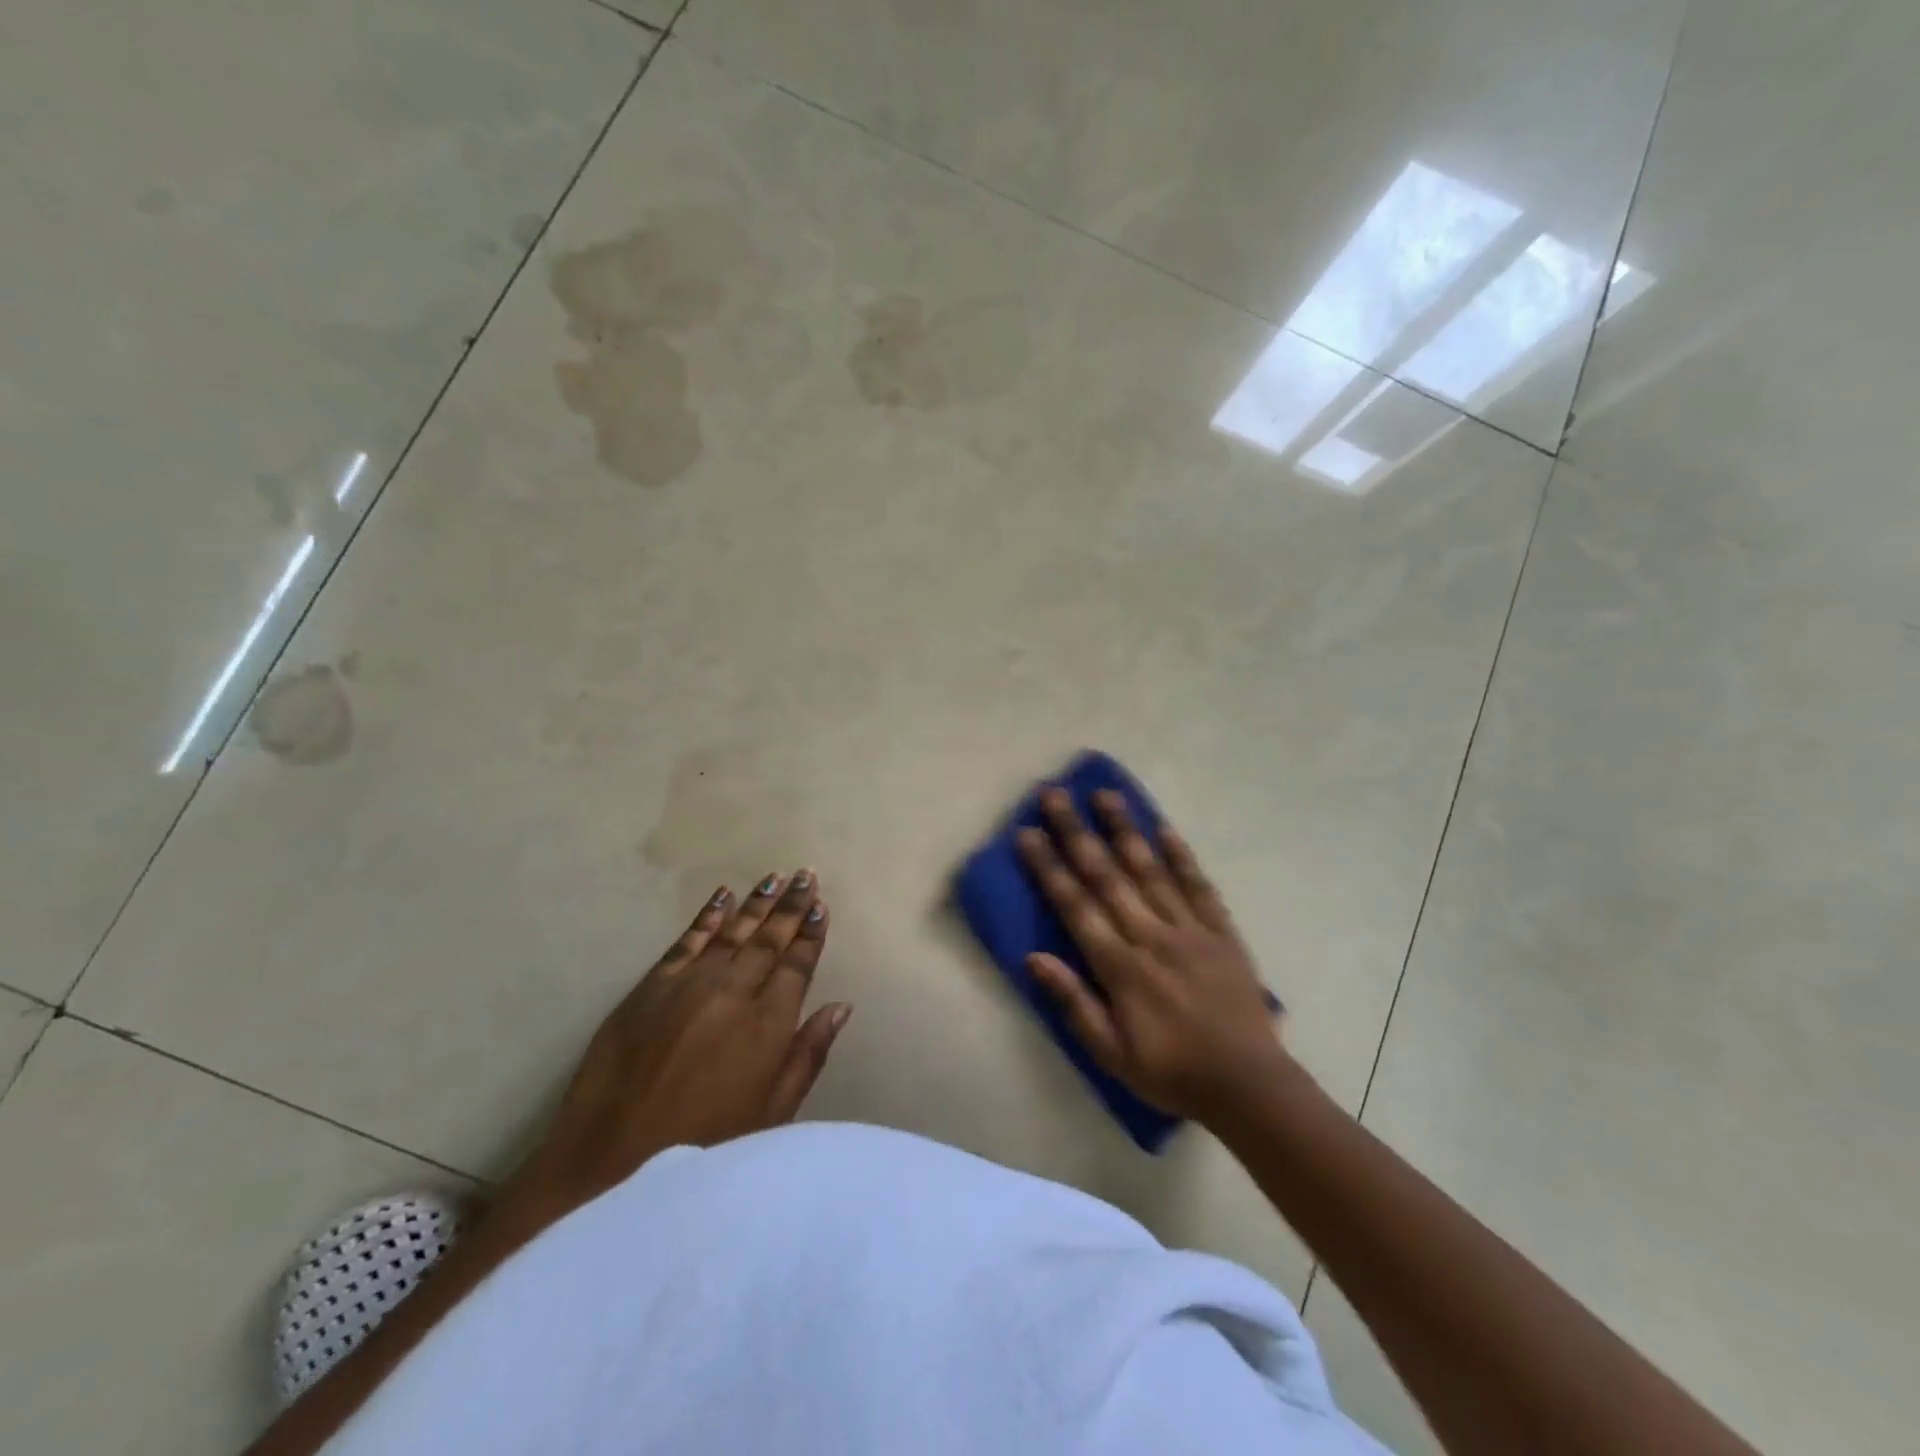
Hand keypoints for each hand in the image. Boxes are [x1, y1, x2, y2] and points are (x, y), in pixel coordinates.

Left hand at [507, 870, 851, 1218]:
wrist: (611, 1165)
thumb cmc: (705, 1148)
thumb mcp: (771, 1115)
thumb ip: (807, 1055)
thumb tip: (841, 1007)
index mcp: (767, 1025)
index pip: (797, 965)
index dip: (811, 934)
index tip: (822, 906)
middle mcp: (732, 994)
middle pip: (768, 940)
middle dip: (791, 906)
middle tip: (807, 875)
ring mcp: (688, 986)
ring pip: (731, 933)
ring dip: (755, 904)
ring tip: (775, 878)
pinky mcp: (649, 988)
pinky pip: (685, 942)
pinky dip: (706, 917)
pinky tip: (721, 896)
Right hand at [1018, 789, 1285, 1120]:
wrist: (1249, 1086)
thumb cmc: (1171, 1073)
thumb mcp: (1111, 1054)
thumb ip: (1073, 1003)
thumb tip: (1034, 958)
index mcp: (1121, 967)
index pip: (1076, 906)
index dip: (1049, 867)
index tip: (1028, 833)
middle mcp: (1151, 936)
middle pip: (1107, 876)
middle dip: (1077, 833)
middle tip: (1054, 795)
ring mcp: (1190, 930)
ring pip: (1151, 869)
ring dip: (1124, 829)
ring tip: (1104, 794)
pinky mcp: (1221, 932)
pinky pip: (1199, 886)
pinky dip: (1181, 855)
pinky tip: (1163, 827)